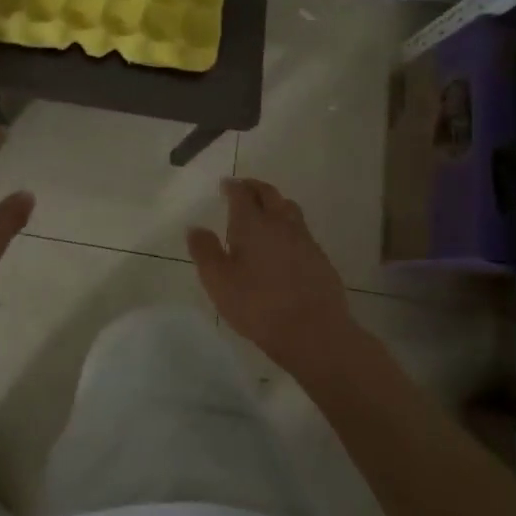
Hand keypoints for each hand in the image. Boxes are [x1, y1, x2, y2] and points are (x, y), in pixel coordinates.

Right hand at [187, 178, 354, 362]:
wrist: (313, 331)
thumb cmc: (258, 304)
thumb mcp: (218, 281)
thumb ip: (205, 251)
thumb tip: (195, 228)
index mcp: (252, 224)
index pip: (242, 194)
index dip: (232, 187)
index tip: (225, 184)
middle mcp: (280, 224)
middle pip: (269, 194)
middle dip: (255, 188)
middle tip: (244, 188)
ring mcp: (304, 240)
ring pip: (289, 209)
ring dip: (275, 203)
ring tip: (265, 211)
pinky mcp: (320, 258)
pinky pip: (301, 231)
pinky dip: (288, 227)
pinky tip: (283, 243)